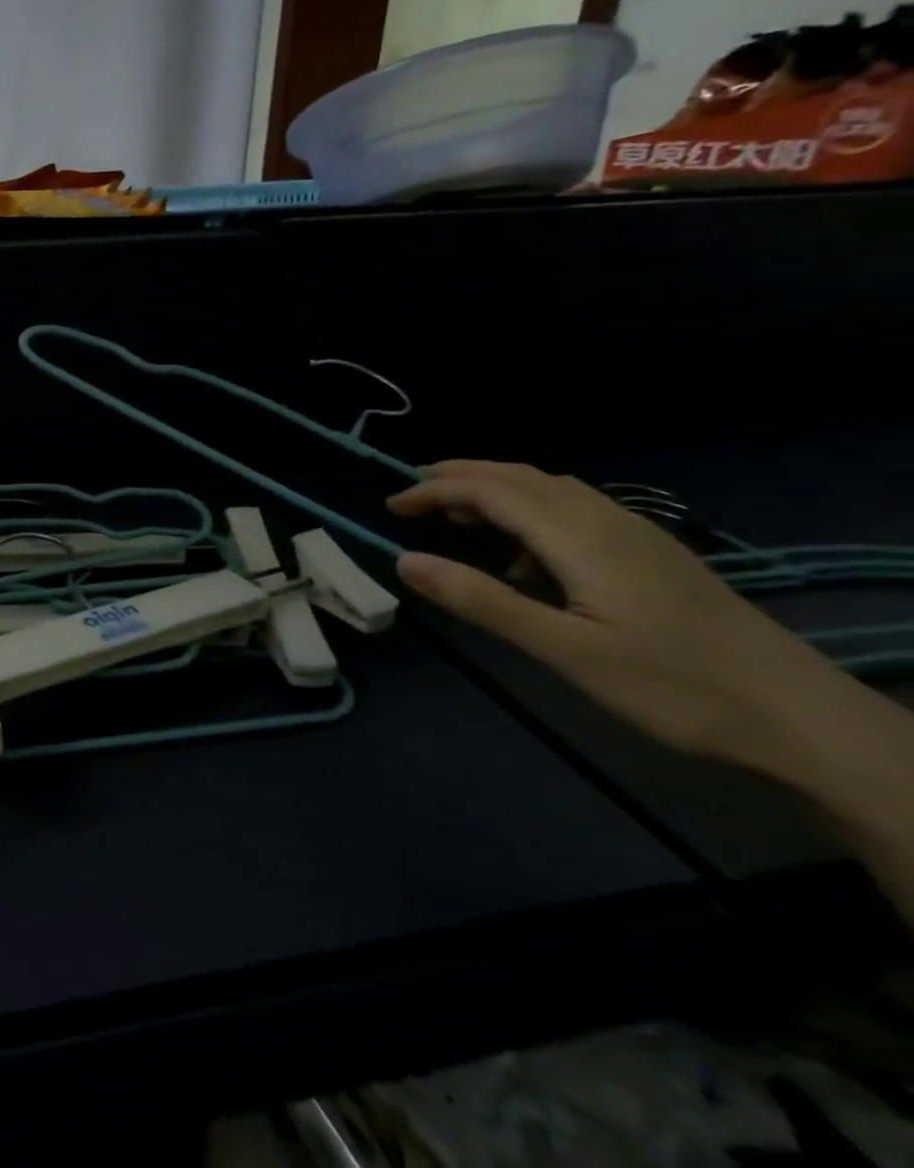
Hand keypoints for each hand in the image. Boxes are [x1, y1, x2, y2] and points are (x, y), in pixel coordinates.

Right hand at [386, 460, 847, 767]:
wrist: (803, 718)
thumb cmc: (673, 686)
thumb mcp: (564, 650)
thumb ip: (481, 600)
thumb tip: (404, 560)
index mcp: (580, 536)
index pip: (492, 491)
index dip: (436, 490)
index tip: (391, 506)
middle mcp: (607, 520)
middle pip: (522, 476)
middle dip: (462, 476)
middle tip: (413, 494)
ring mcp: (637, 535)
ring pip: (552, 490)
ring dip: (497, 491)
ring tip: (458, 518)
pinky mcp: (653, 555)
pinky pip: (577, 511)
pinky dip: (532, 514)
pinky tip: (528, 559)